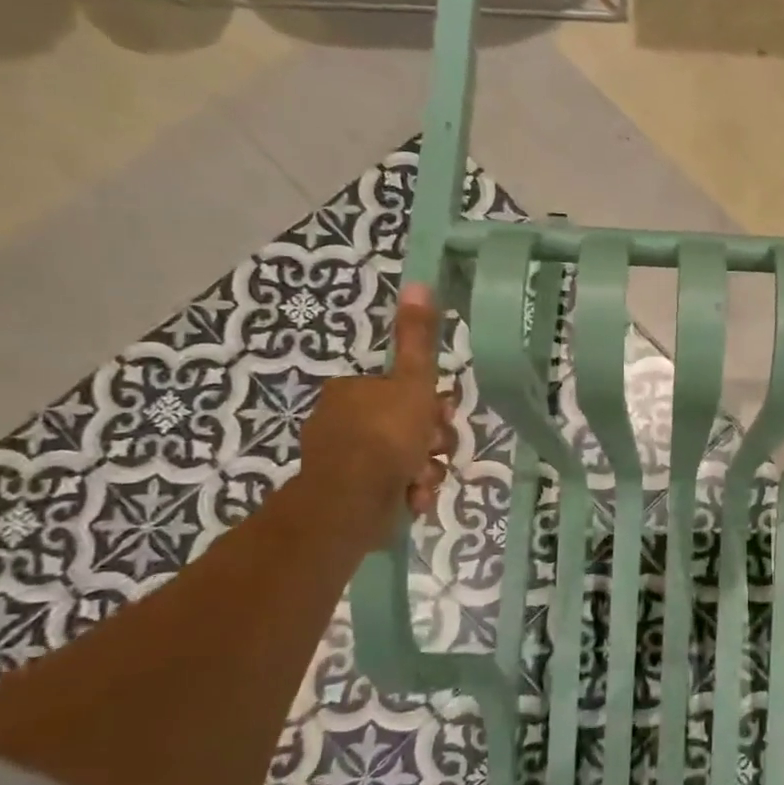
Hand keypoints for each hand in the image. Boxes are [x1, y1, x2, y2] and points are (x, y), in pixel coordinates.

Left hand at [298, 282, 453, 549]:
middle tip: (437, 451)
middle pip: (406, 425)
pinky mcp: (346, 493)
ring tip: (422, 481)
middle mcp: (341, 420)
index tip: (443, 416)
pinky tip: (411, 498)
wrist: (351, 501)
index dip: (432, 404)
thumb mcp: (412, 381)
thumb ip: (418, 339)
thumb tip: (419, 283)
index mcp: (352, 390)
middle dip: (430, 442)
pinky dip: (406, 491)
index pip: (403, 390)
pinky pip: (389, 486)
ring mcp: (342, 459)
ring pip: (402, 459)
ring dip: (423, 470)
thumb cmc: (386, 436)